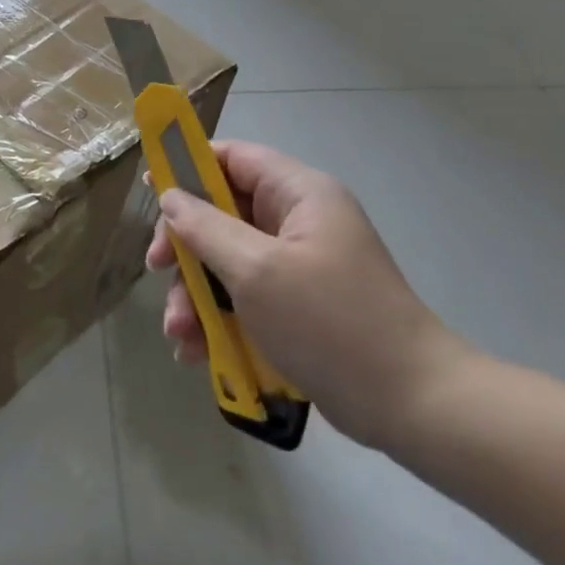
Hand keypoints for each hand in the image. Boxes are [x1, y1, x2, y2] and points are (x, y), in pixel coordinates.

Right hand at [146, 141, 472, 449]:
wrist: (412, 406)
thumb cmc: (330, 322)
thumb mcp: (256, 269)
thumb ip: (205, 227)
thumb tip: (170, 197)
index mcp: (299, 195)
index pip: (233, 158)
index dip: (188, 167)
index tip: (152, 192)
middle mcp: (298, 222)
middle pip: (222, 213)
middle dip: (186, 247)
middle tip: (158, 271)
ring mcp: (298, 266)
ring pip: (227, 261)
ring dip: (195, 294)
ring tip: (179, 335)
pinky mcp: (298, 306)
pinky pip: (244, 297)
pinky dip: (218, 319)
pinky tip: (198, 352)